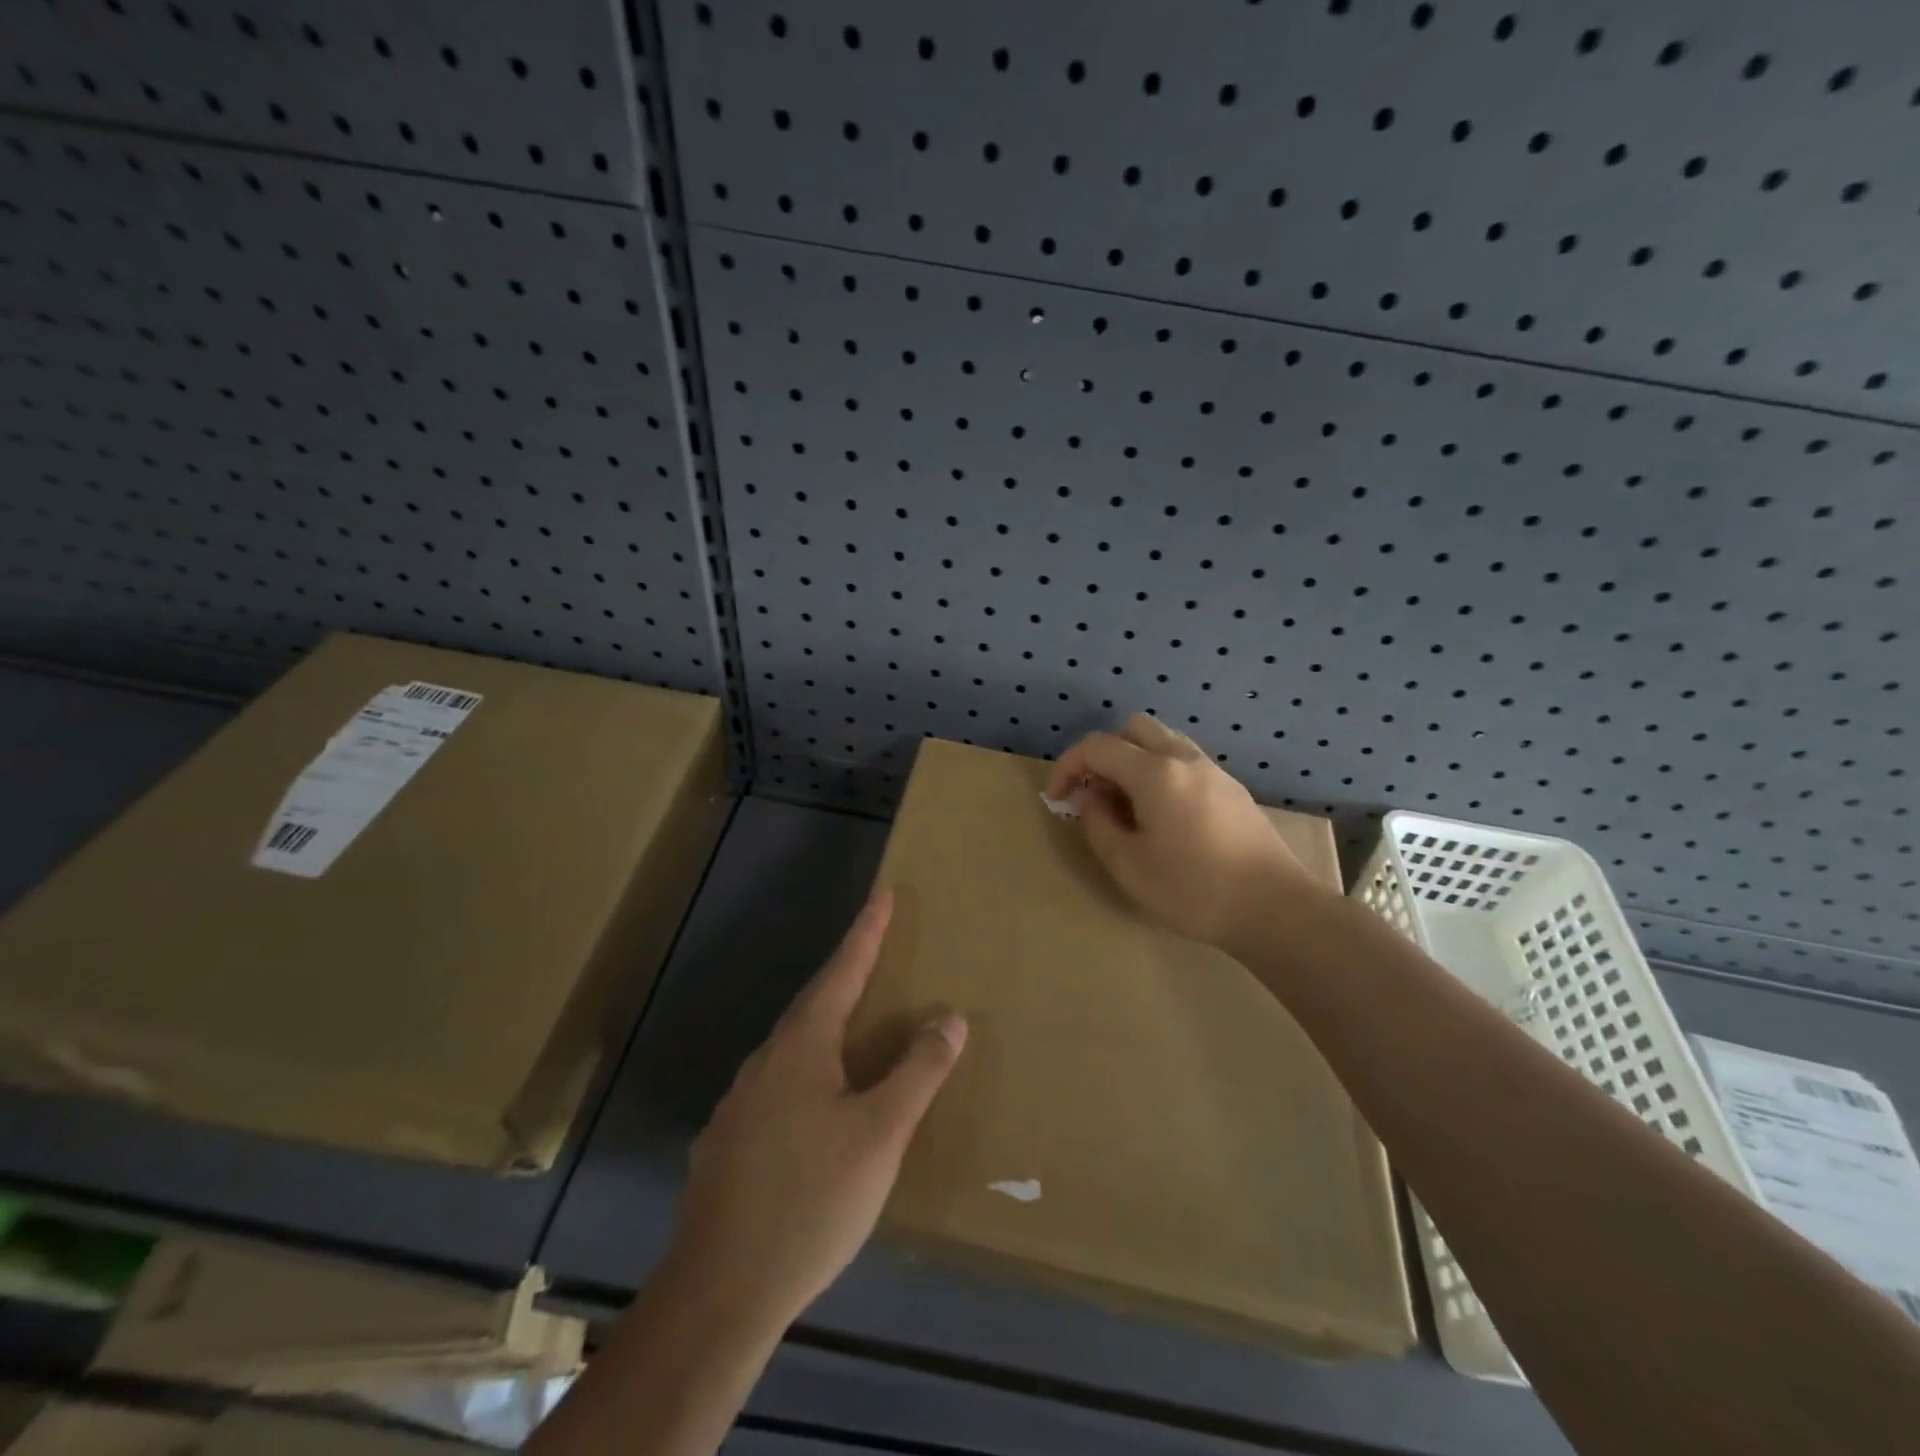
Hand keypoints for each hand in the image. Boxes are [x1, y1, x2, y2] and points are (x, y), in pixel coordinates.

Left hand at [669, 890, 966, 1326]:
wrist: (719, 1293)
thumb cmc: (811, 1200)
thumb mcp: (881, 1134)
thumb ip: (918, 1071)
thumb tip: (950, 1015)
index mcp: (802, 1047)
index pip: (841, 972)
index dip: (865, 933)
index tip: (882, 896)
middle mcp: (764, 1063)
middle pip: (813, 1006)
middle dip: (846, 977)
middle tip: (874, 957)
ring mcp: (738, 1105)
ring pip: (792, 1051)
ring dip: (825, 1030)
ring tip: (853, 1034)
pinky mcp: (725, 1145)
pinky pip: (776, 1090)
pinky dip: (807, 1079)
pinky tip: (815, 1112)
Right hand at [1045, 713, 1333, 950]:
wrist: (1276, 909)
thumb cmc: (1194, 890)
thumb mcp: (1129, 865)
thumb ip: (1098, 823)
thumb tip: (1092, 797)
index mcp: (1156, 772)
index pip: (1097, 746)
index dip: (1067, 766)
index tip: (1056, 798)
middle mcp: (1185, 759)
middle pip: (1133, 729)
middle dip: (1103, 754)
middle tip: (1095, 794)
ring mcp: (1213, 772)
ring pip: (1162, 743)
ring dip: (1134, 762)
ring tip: (1126, 808)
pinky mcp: (1232, 790)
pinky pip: (1184, 763)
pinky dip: (1160, 774)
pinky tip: (1162, 818)